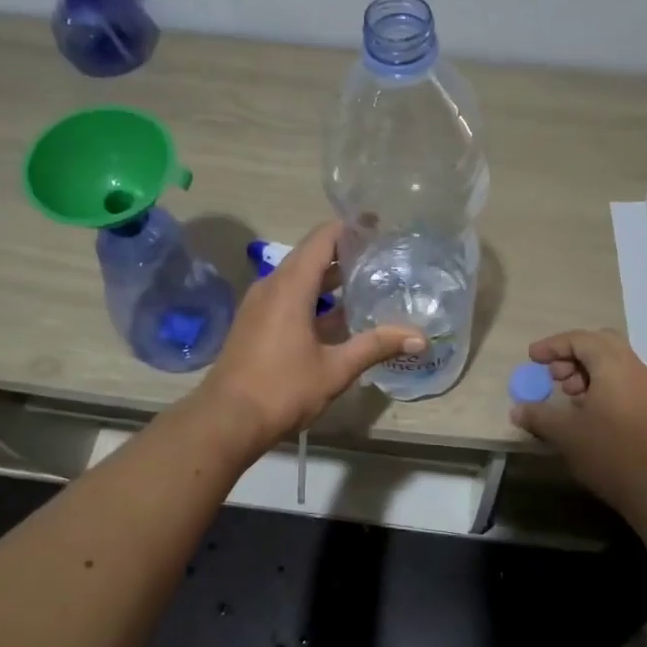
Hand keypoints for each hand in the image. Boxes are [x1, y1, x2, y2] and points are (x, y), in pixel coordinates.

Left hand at [199, 220, 424, 448]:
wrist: (227, 420)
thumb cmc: (282, 389)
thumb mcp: (335, 369)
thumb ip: (376, 346)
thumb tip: (420, 337)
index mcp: (290, 287)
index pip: (322, 239)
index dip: (350, 227)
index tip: (378, 225)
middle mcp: (271, 286)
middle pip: (310, 254)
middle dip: (344, 251)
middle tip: (381, 254)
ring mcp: (259, 304)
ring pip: (298, 276)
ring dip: (328, 276)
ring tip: (365, 281)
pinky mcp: (254, 322)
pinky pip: (287, 295)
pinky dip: (313, 295)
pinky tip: (337, 315)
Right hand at [509, 328, 646, 510]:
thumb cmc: (606, 452)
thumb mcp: (564, 433)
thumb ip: (538, 415)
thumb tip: (516, 410)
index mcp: (613, 366)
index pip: (581, 340)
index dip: (553, 345)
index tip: (532, 358)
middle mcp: (633, 368)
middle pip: (600, 342)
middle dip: (572, 353)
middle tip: (554, 375)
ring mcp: (646, 386)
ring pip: (613, 360)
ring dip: (586, 369)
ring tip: (568, 396)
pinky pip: (622, 378)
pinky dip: (601, 382)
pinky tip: (586, 409)